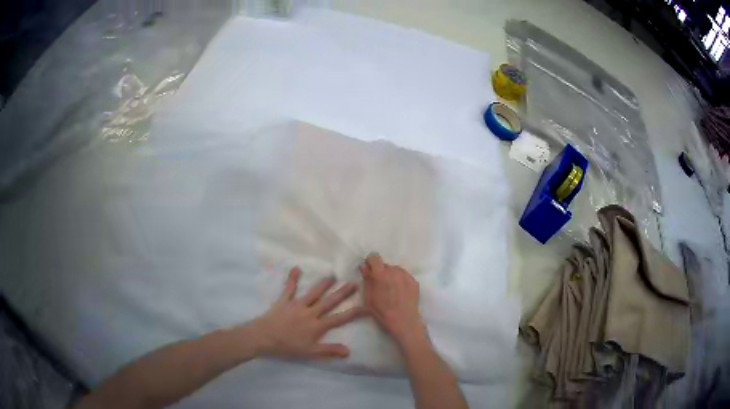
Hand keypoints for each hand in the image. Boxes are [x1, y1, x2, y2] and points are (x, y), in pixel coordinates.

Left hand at [253, 267, 364, 358]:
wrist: (264, 337)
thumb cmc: (287, 346)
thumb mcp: (310, 352)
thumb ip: (329, 350)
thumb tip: (348, 350)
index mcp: (317, 326)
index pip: (339, 319)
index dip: (352, 313)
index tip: (365, 306)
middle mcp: (310, 313)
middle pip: (329, 302)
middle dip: (342, 293)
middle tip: (353, 283)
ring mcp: (297, 305)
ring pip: (313, 293)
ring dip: (323, 284)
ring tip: (333, 275)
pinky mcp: (284, 301)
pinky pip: (289, 288)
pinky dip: (293, 279)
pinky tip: (296, 268)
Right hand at [360, 253, 427, 348]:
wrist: (404, 322)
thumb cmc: (382, 312)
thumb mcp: (368, 298)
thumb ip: (366, 280)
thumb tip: (365, 267)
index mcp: (381, 274)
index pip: (374, 257)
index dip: (370, 263)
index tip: (369, 272)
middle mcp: (395, 271)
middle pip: (385, 265)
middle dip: (381, 272)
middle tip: (380, 285)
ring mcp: (406, 276)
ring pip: (395, 270)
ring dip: (391, 275)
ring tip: (391, 290)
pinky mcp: (414, 281)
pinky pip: (404, 276)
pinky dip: (400, 280)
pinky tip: (399, 292)